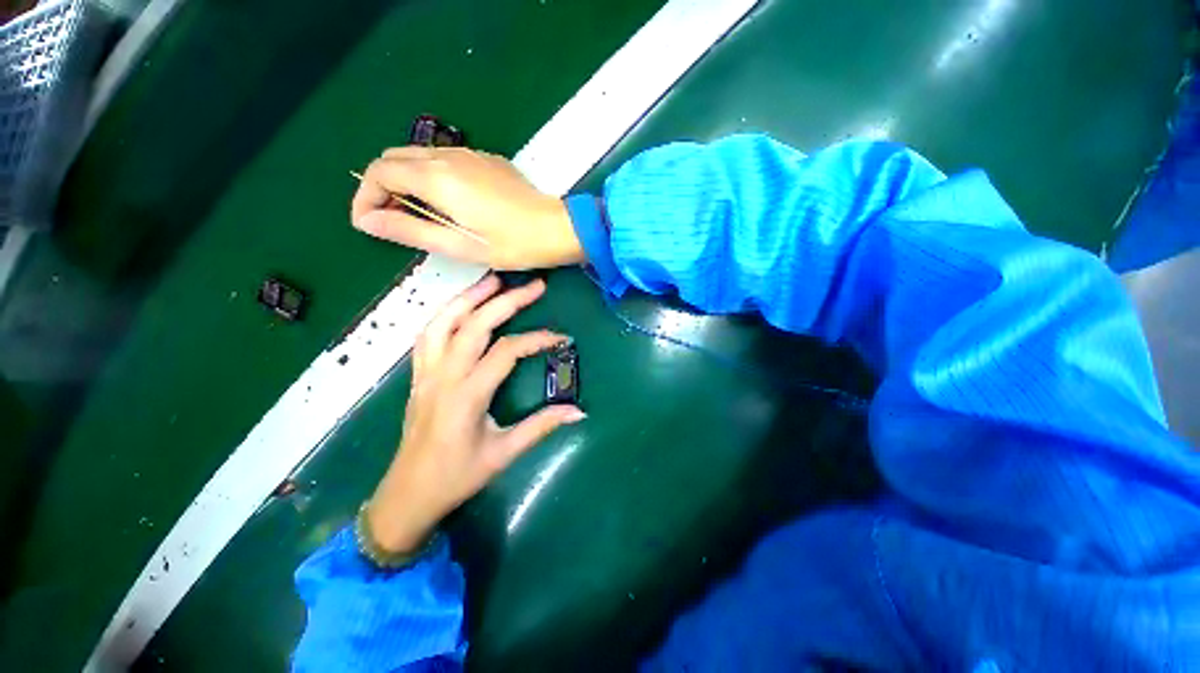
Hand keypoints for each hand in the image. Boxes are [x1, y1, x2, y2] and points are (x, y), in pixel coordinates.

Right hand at [351, 147, 585, 269]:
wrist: (556, 228)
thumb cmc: (512, 244)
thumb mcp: (460, 246)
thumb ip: (410, 230)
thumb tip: (366, 220)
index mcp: (437, 178)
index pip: (380, 172)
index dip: (365, 197)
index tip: (368, 223)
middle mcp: (448, 157)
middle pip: (394, 159)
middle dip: (382, 188)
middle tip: (391, 221)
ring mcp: (470, 155)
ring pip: (419, 157)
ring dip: (406, 182)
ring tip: (417, 217)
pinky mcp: (486, 160)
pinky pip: (445, 161)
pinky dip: (431, 177)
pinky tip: (447, 204)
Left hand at [366, 275, 585, 552]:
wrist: (408, 494)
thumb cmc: (457, 476)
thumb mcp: (503, 453)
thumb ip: (542, 426)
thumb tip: (579, 412)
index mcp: (466, 395)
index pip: (505, 352)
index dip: (536, 340)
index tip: (560, 339)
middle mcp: (443, 377)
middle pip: (474, 325)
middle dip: (506, 301)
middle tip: (533, 286)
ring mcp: (425, 373)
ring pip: (443, 322)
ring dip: (469, 297)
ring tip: (493, 281)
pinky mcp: (418, 375)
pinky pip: (428, 334)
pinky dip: (446, 313)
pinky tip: (462, 306)